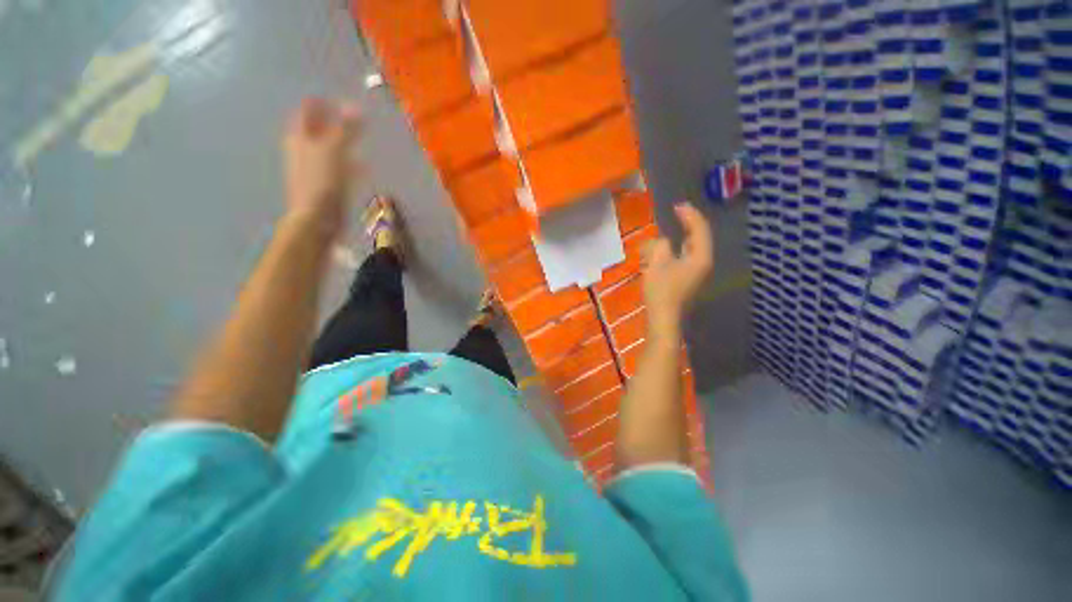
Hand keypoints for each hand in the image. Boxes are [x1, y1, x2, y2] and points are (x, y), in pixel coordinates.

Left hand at [283, 98, 361, 234]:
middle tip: (351, 116)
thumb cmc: (321, 180)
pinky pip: (339, 167)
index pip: (307, 112)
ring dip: (343, 142)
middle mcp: (303, 149)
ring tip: (360, 137)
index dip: (320, 103)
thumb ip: (345, 129)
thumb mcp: (333, 150)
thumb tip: (355, 107)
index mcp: (299, 137)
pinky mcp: (327, 183)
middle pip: (317, 129)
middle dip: (331, 121)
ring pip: (329, 148)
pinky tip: (363, 165)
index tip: (336, 98)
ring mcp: (314, 168)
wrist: (317, 217)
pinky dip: (350, 162)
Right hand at [642, 203, 714, 332]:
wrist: (664, 318)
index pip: (699, 229)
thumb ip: (660, 245)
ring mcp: (696, 272)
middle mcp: (702, 263)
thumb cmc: (661, 290)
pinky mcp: (687, 279)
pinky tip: (668, 249)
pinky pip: (685, 257)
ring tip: (672, 228)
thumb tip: (662, 242)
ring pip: (692, 248)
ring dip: (682, 237)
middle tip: (677, 213)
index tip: (677, 206)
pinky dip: (677, 249)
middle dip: (688, 224)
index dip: (689, 215)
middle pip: (699, 237)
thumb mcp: (657, 263)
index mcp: (700, 257)